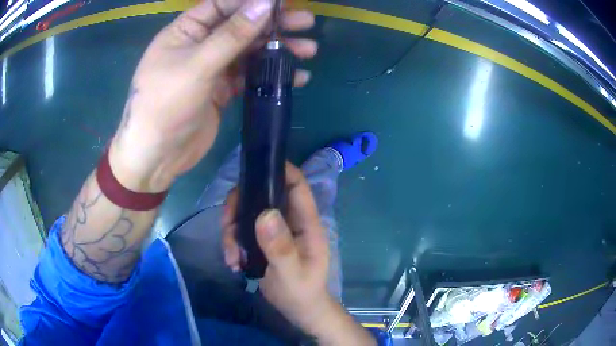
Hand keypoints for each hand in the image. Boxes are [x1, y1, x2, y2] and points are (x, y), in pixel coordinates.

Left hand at [109, 0, 316, 191]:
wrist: (157, 157)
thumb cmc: (166, 105)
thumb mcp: (198, 65)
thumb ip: (232, 34)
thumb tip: (265, 4)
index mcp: (187, 31)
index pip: (223, 5)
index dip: (253, 2)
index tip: (283, 3)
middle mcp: (200, 44)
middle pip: (241, 26)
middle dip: (273, 23)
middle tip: (306, 22)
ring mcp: (212, 67)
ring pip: (249, 50)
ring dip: (277, 49)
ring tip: (309, 50)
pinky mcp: (222, 89)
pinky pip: (250, 75)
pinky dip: (270, 74)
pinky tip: (296, 76)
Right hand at [222, 163, 331, 328]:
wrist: (297, 309)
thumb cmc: (301, 292)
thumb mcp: (292, 274)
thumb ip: (281, 247)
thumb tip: (265, 214)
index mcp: (306, 222)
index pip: (296, 184)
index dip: (278, 169)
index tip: (251, 170)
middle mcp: (289, 219)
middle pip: (261, 194)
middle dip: (239, 207)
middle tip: (227, 228)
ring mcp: (274, 229)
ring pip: (246, 212)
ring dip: (231, 230)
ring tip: (230, 257)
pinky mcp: (261, 239)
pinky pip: (240, 229)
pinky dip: (232, 242)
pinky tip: (232, 262)